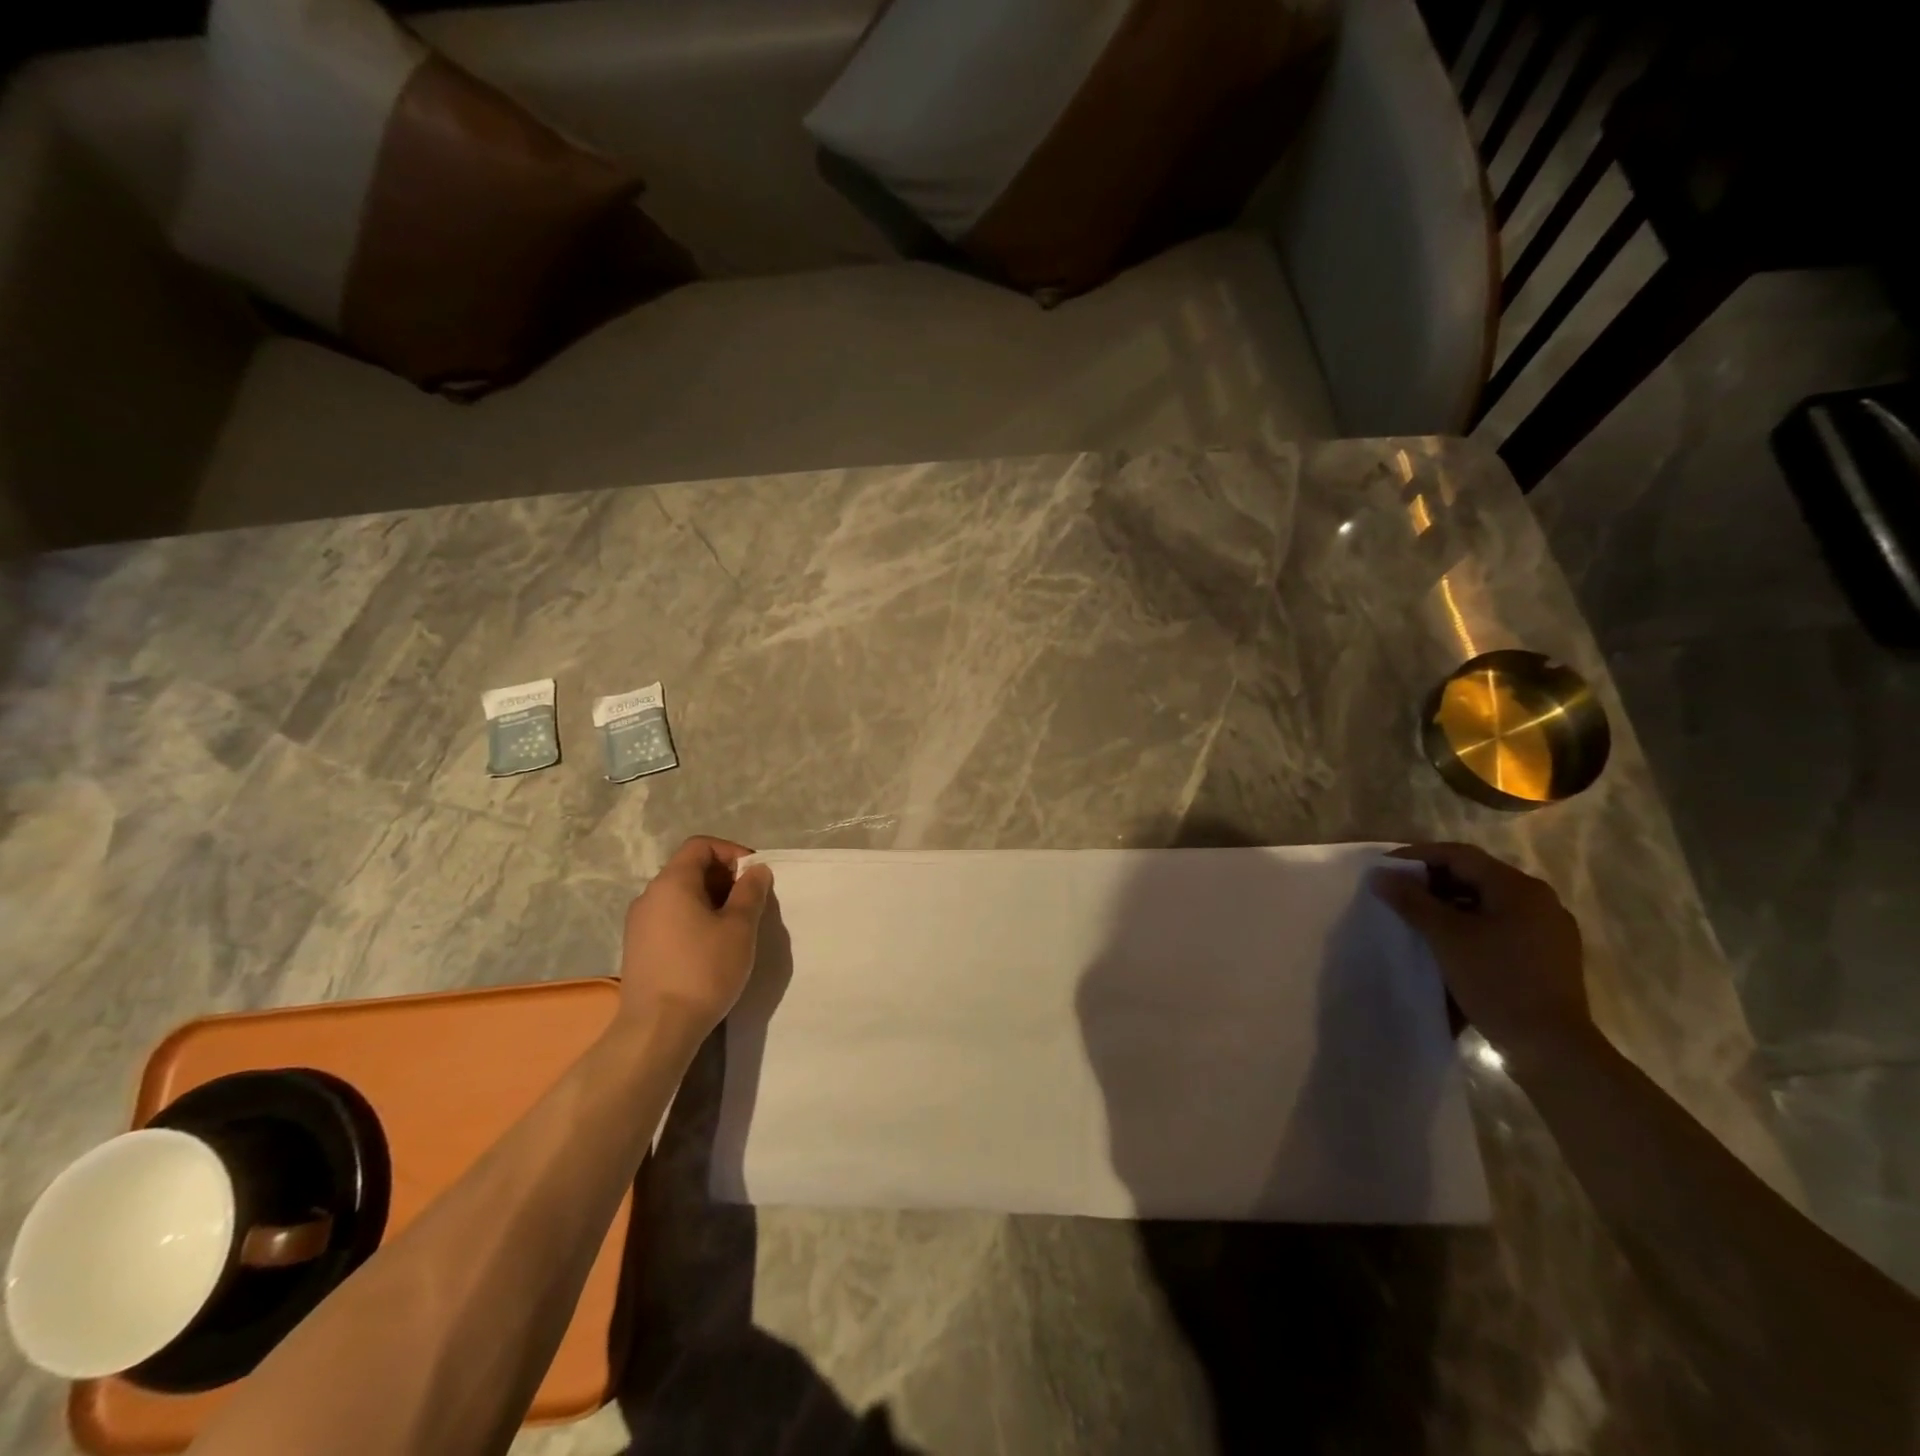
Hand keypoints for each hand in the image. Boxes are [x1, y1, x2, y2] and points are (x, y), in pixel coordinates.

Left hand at [618, 836, 772, 1033]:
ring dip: (711, 901)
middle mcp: (649, 896)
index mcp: (671, 883)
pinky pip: (670, 918)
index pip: (700, 845)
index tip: (754, 876)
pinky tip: (711, 947)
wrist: (657, 1029)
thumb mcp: (739, 928)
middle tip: (750, 902)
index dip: (731, 852)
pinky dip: (694, 920)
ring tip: (735, 927)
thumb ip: (750, 893)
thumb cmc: (703, 970)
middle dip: (724, 878)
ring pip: (680, 896)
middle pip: (689, 868)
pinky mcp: (638, 949)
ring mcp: (639, 924)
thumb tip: (756, 870)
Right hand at [1370, 842, 1590, 1072]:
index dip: (1418, 856)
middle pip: (1476, 876)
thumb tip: (1380, 875)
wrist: (1552, 1047)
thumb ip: (1412, 901)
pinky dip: (1470, 923)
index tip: (1385, 868)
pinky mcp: (1548, 954)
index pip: (1460, 856)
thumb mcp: (1446, 937)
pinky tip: (1448, 941)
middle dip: (1433, 881)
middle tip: (1397, 892)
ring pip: (1487, 901)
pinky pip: (1501, 924)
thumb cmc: (1497, 981)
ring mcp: (1548, 929)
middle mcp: (1539, 900)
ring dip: (1449, 903)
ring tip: (1417, 917)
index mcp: (1519, 888)